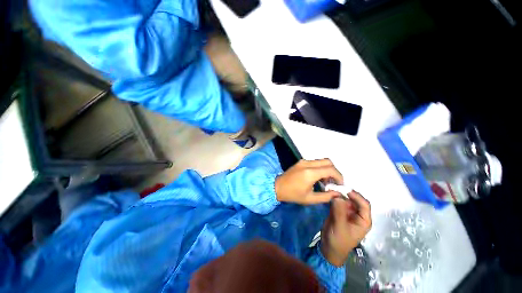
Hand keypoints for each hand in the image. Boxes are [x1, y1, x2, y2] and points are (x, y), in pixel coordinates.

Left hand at [275, 159, 342, 204]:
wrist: (277, 187)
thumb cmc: (293, 194)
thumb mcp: (310, 199)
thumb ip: (326, 196)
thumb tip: (338, 193)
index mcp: (310, 173)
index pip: (330, 170)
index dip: (339, 176)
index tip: (340, 185)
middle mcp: (307, 163)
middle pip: (328, 161)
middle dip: (334, 171)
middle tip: (334, 182)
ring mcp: (303, 161)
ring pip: (321, 161)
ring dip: (327, 169)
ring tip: (327, 181)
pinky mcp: (301, 162)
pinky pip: (315, 162)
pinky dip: (320, 168)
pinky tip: (319, 177)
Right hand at [320, 191, 371, 266]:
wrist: (329, 248)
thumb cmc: (339, 241)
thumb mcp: (340, 227)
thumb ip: (339, 211)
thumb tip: (338, 196)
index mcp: (363, 220)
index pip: (364, 205)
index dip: (357, 196)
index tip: (345, 190)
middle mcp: (357, 214)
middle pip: (355, 200)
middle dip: (346, 193)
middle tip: (336, 187)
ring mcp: (347, 212)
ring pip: (346, 199)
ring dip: (339, 194)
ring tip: (331, 188)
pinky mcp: (339, 211)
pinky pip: (338, 201)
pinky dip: (334, 197)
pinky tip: (329, 193)